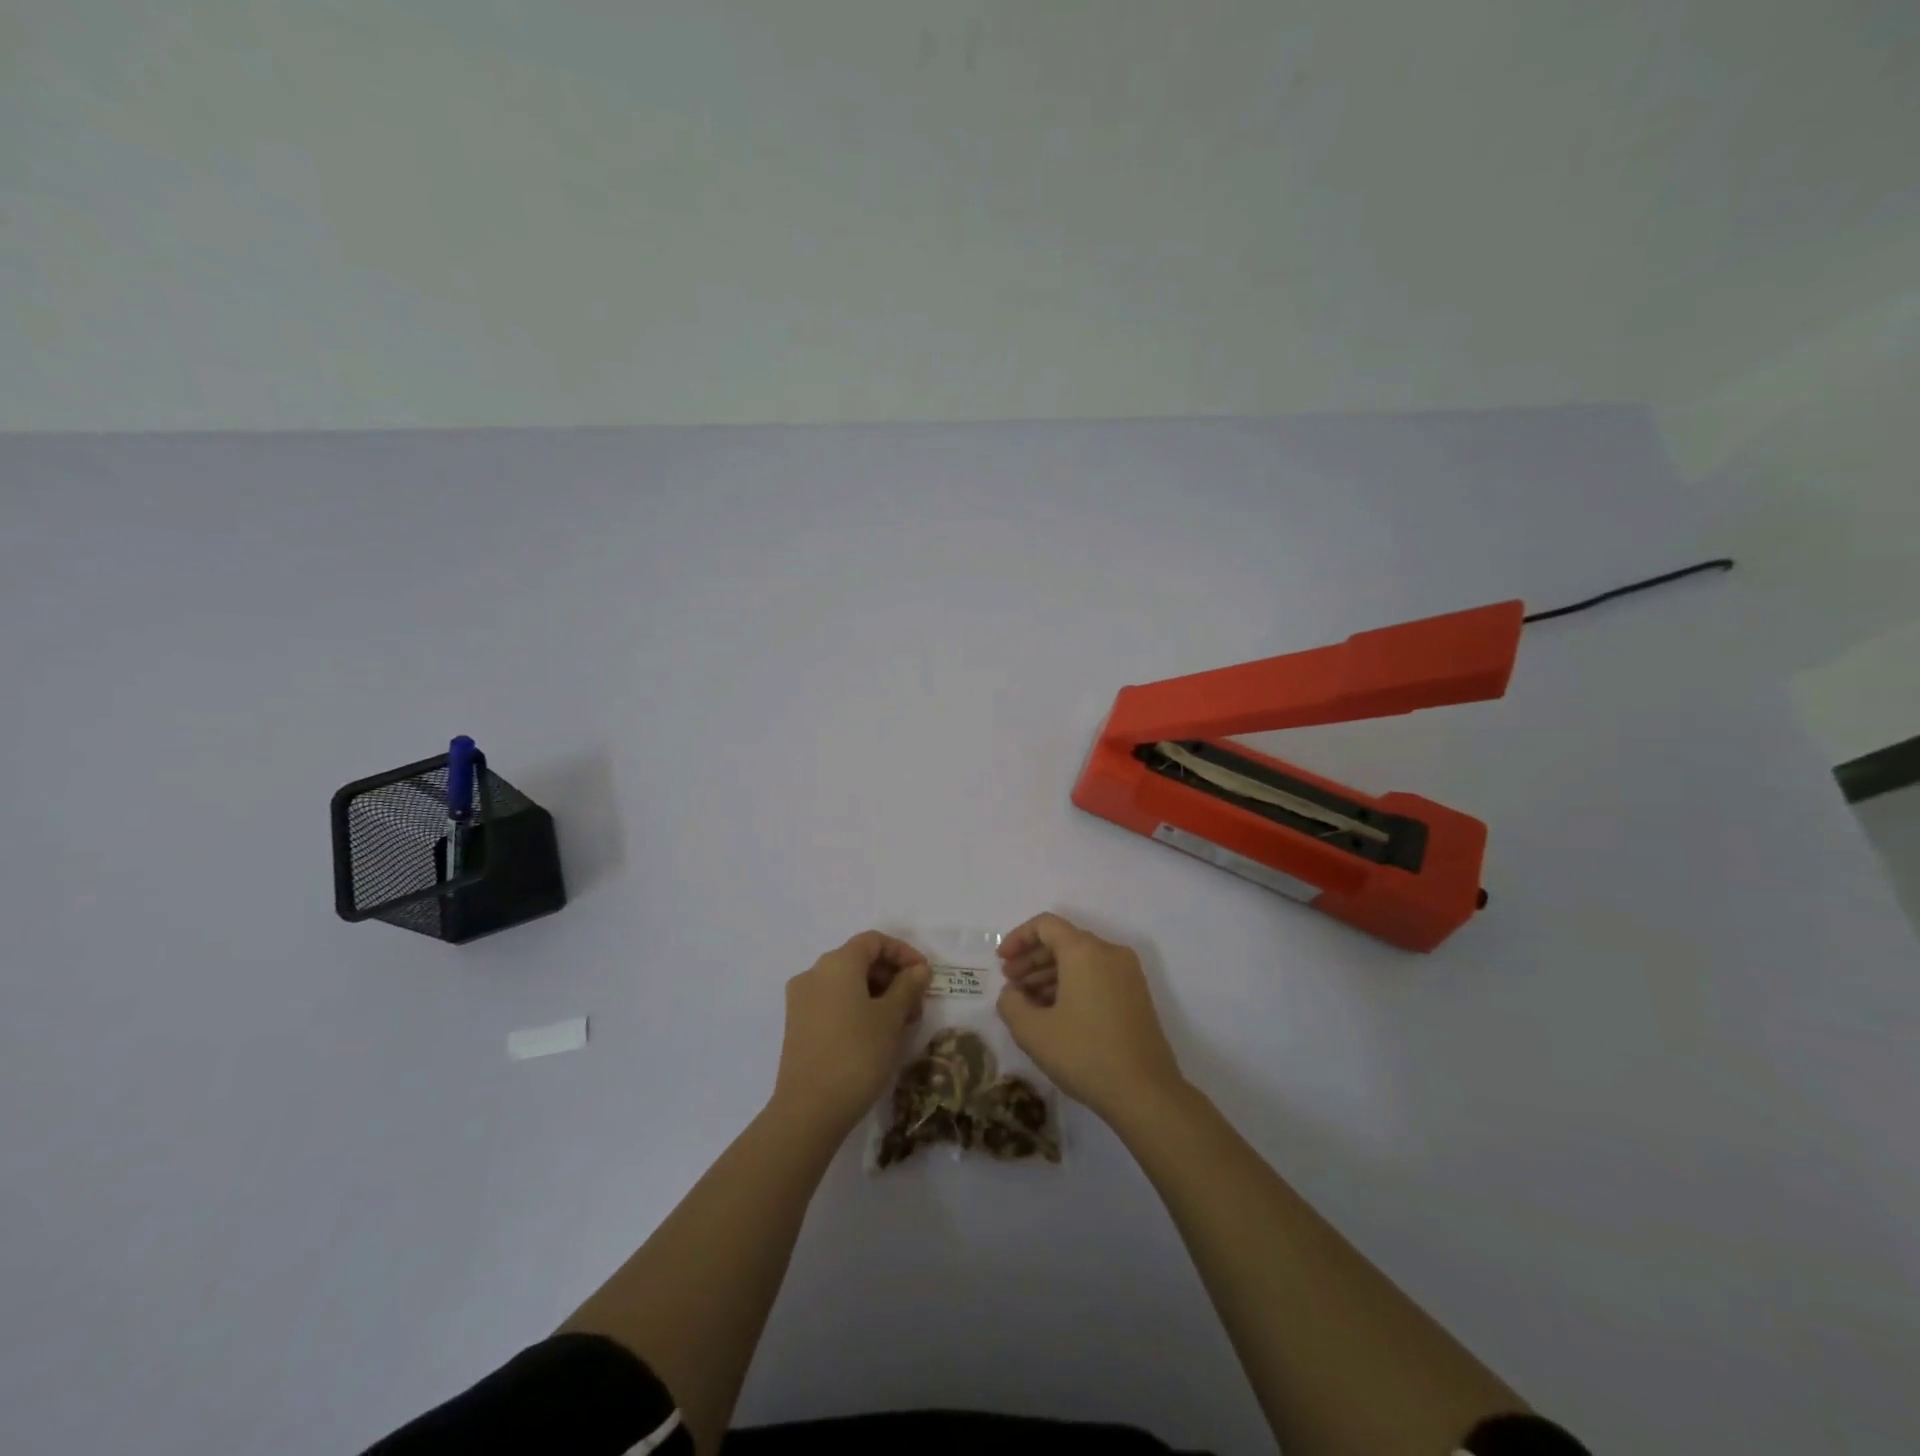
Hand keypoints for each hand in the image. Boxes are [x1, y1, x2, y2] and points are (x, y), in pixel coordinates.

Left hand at [772, 931, 929, 1138]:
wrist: (809, 1110)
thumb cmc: (857, 1054)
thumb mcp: (891, 1018)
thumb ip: (908, 987)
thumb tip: (918, 969)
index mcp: (837, 963)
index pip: (874, 941)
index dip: (903, 953)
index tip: (925, 976)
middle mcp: (814, 973)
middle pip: (859, 960)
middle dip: (892, 976)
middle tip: (916, 1004)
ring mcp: (801, 1000)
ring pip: (846, 983)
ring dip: (877, 994)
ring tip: (900, 1023)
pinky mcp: (797, 1025)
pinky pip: (833, 1002)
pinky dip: (857, 1008)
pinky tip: (875, 1034)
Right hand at [996, 913, 1185, 1123]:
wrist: (1146, 1093)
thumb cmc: (1085, 1054)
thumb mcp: (1033, 1032)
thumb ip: (1011, 1003)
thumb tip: (1013, 993)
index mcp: (1085, 951)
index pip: (1045, 925)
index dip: (1018, 938)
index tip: (1000, 962)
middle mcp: (1109, 952)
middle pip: (1064, 941)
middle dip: (1032, 959)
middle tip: (1010, 984)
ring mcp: (1128, 974)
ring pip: (1081, 960)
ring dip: (1050, 974)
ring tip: (1028, 1003)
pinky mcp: (1137, 995)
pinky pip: (1097, 975)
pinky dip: (1072, 985)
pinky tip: (1055, 1013)